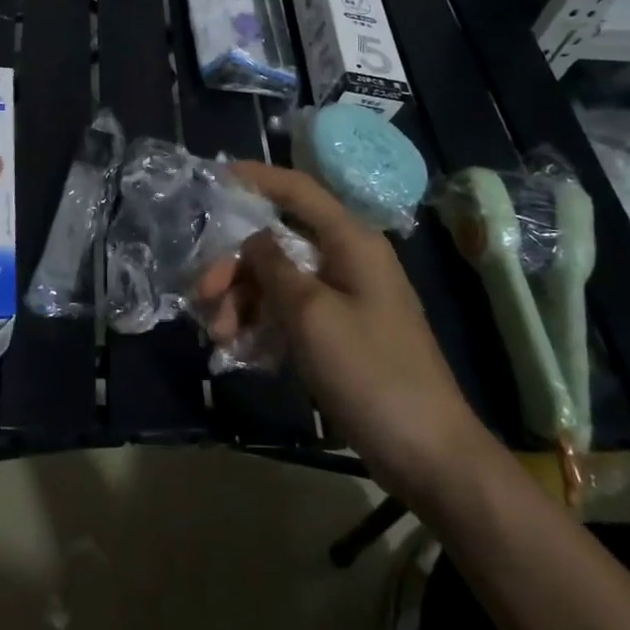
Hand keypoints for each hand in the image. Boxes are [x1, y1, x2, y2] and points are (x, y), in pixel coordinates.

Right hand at [198, 162, 489, 503]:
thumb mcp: (310, 313)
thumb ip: (273, 266)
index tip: (214, 176)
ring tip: (221, 337)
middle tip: (203, 296)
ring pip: (279, 280)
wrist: (426, 453)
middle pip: (278, 242)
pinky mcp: (340, 333)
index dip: (256, 178)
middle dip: (235, 265)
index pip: (298, 190)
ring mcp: (346, 298)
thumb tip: (253, 238)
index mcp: (351, 242)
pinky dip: (263, 323)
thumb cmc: (369, 372)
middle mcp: (348, 260)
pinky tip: (242, 349)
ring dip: (244, 301)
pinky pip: (291, 312)